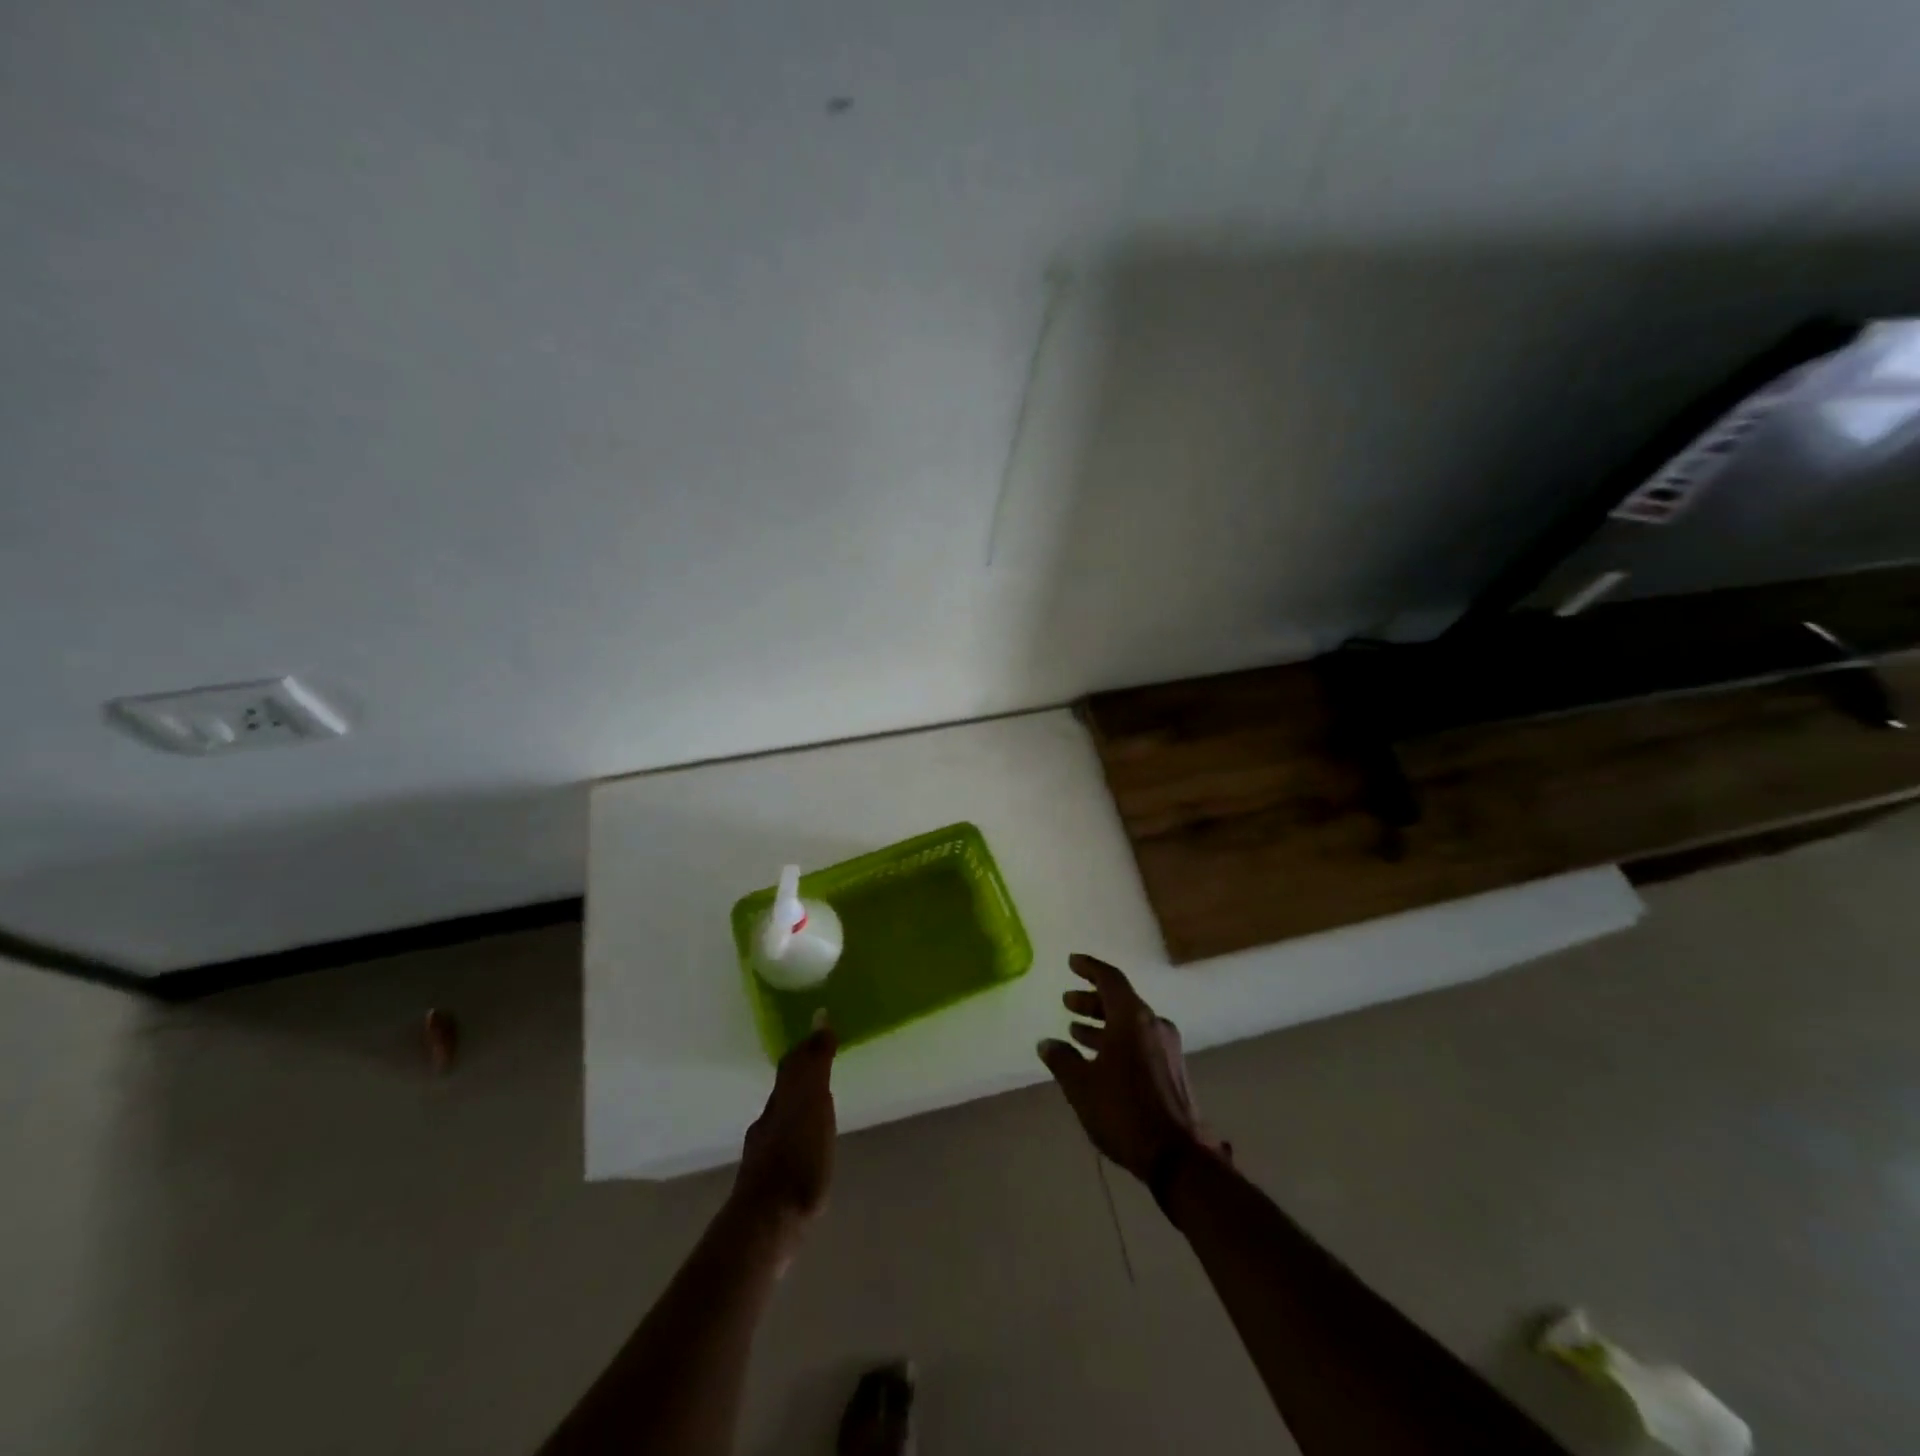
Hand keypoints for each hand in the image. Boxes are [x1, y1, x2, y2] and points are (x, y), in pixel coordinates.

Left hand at [733, 1013, 836, 1236]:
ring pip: (782, 1120)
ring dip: (798, 1110)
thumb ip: (816, 1063)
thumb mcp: (813, 1102)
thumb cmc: (797, 1156)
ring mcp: (765, 1155)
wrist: (767, 1221)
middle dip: (801, 1078)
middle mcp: (768, 1122)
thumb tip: (819, 1016)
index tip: (823, 1036)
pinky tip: (806, 1153)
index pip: (792, 1065)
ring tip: (819, 1110)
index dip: (806, 1049)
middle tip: (823, 1068)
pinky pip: (785, 1148)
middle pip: (784, 1092)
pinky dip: (797, 1139)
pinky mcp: (769, 1185)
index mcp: (782, 1100)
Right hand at [1038, 954, 1215, 1182]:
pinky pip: (1140, 1042)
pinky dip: (1117, 1041)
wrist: (1178, 1157)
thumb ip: (1062, 1060)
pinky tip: (1099, 1060)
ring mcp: (1168, 1048)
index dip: (1089, 968)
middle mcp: (1154, 1025)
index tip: (1071, 962)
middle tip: (1067, 1003)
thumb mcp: (1082, 1086)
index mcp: (1133, 1018)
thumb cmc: (1124, 1111)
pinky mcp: (1173, 1070)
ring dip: (1103, 1024)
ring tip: (1075, 1032)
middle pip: (1120, 1001)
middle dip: (1091, 1000)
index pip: (1109, 979)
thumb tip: (1047, 1043)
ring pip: (1130, 1023)